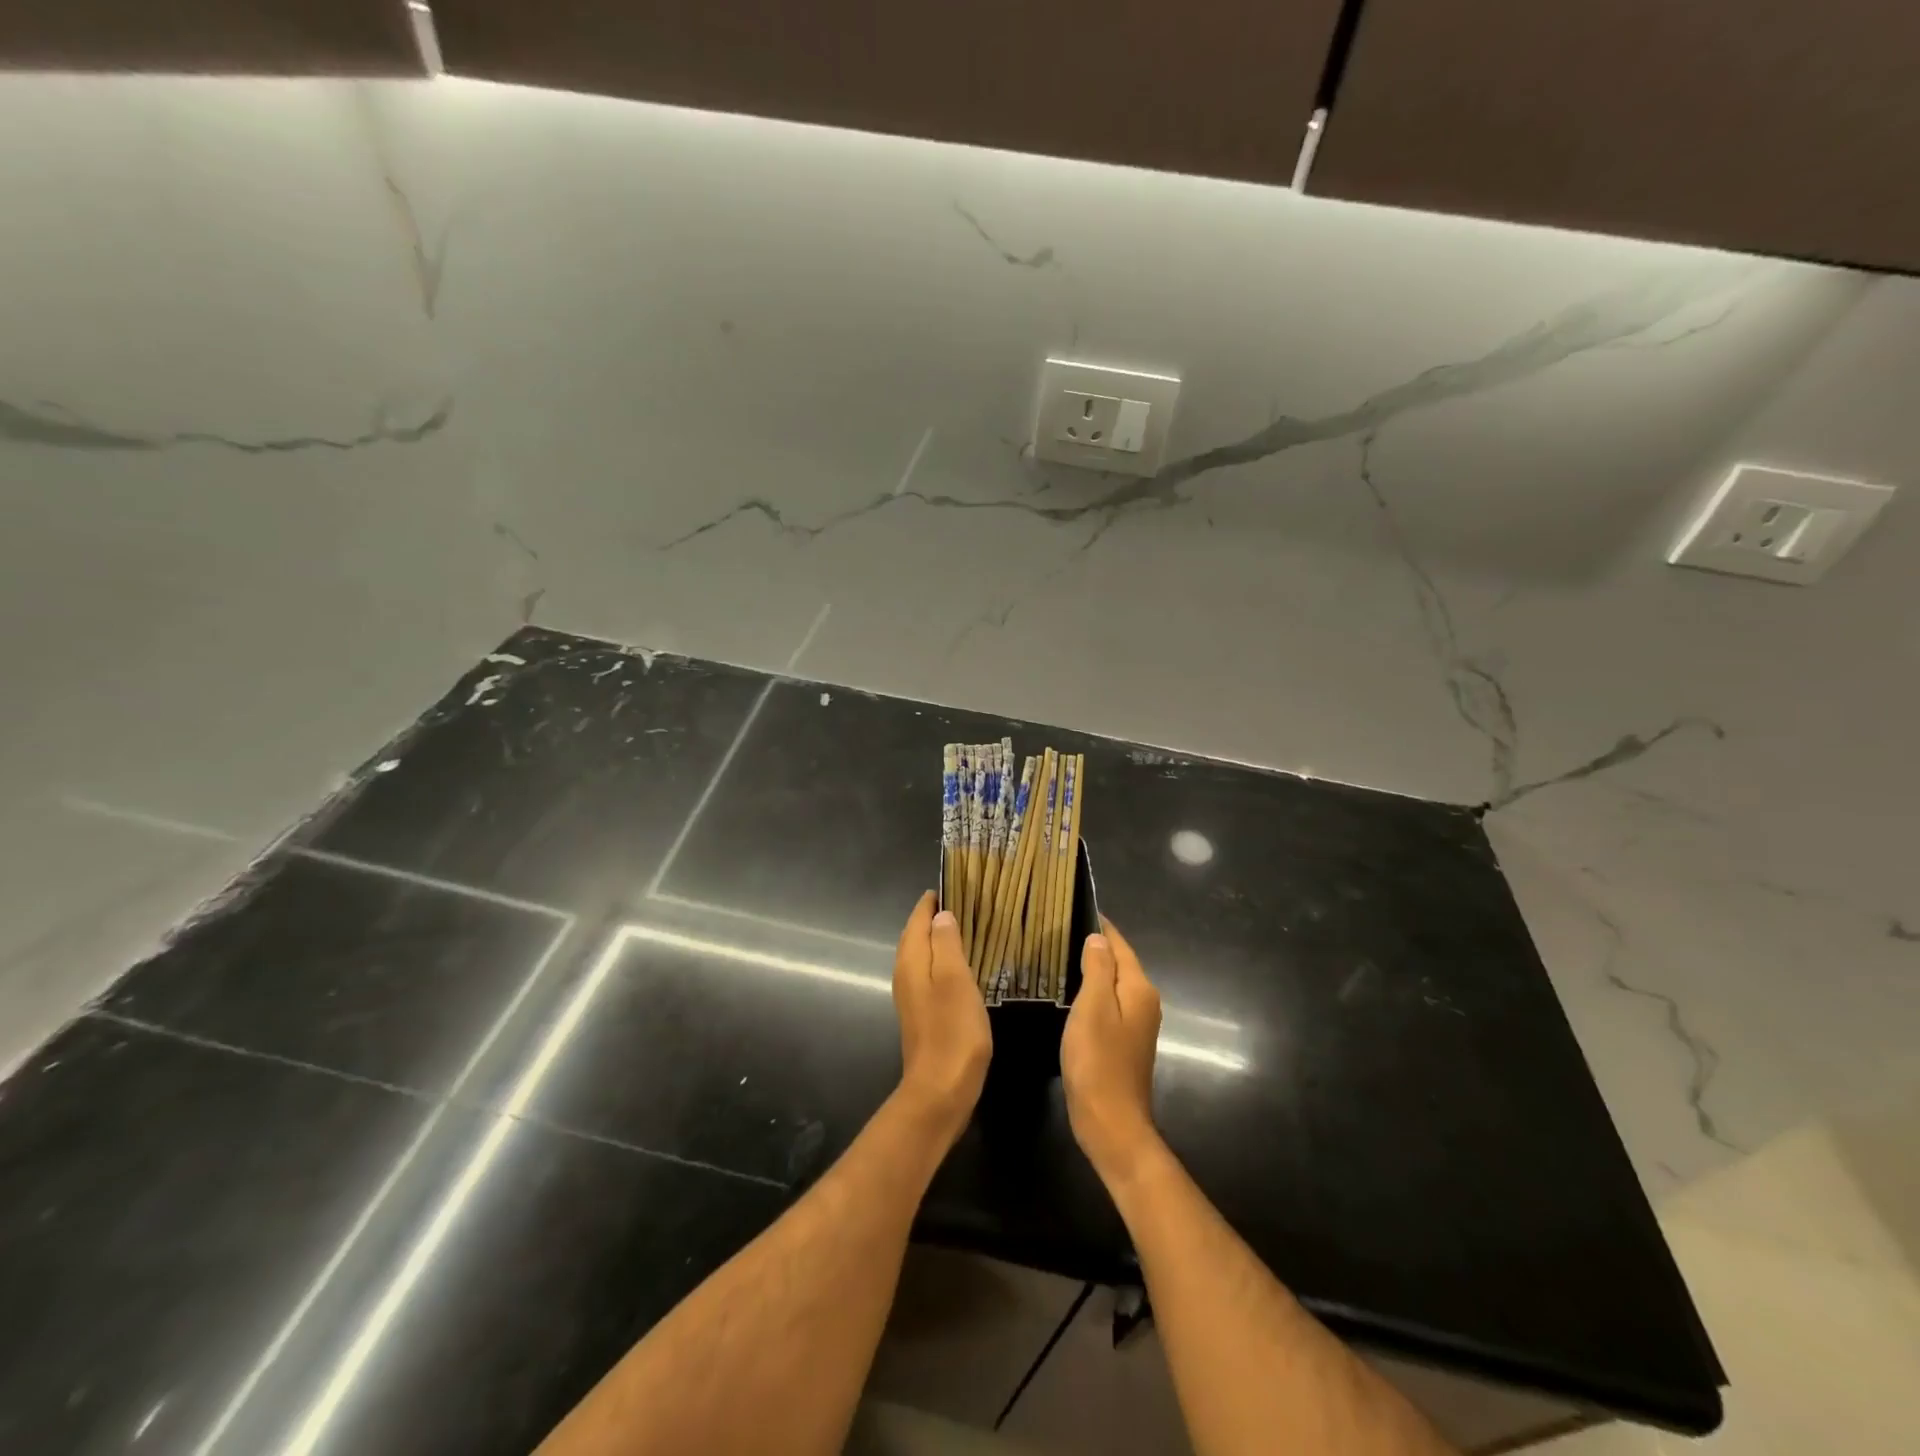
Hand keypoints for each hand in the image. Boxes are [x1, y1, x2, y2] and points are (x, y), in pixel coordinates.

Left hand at [892, 892, 992, 1136]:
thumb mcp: (955, 979)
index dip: (932, 901)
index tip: (952, 883)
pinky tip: (962, 966)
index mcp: (911, 961)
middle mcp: (906, 974)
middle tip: (964, 901)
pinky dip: (943, 961)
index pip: (918, 919)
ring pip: (922, 955)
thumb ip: (946, 944)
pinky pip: (930, 974)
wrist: (941, 1090)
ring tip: (966, 927)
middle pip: (916, 935)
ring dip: (939, 939)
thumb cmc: (952, 1030)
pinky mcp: (923, 1014)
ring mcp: (912, 996)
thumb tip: (941, 915)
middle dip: (935, 917)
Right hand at [1062, 918, 1162, 1183]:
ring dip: (1092, 970)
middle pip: (1119, 963)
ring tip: (1059, 956)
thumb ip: (1097, 969)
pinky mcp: (1125, 1043)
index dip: (1100, 926)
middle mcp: (1144, 1002)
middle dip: (1095, 946)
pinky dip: (1092, 993)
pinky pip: (1109, 1005)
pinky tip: (1070, 995)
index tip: (1073, 908)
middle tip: (1059, 931)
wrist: (1111, 1123)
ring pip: (1114, 985)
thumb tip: (1098, 938)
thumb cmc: (1098, 1061)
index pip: (1120, 945)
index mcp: (1139, 988)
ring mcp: (1137, 1025)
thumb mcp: (1093, 1007)